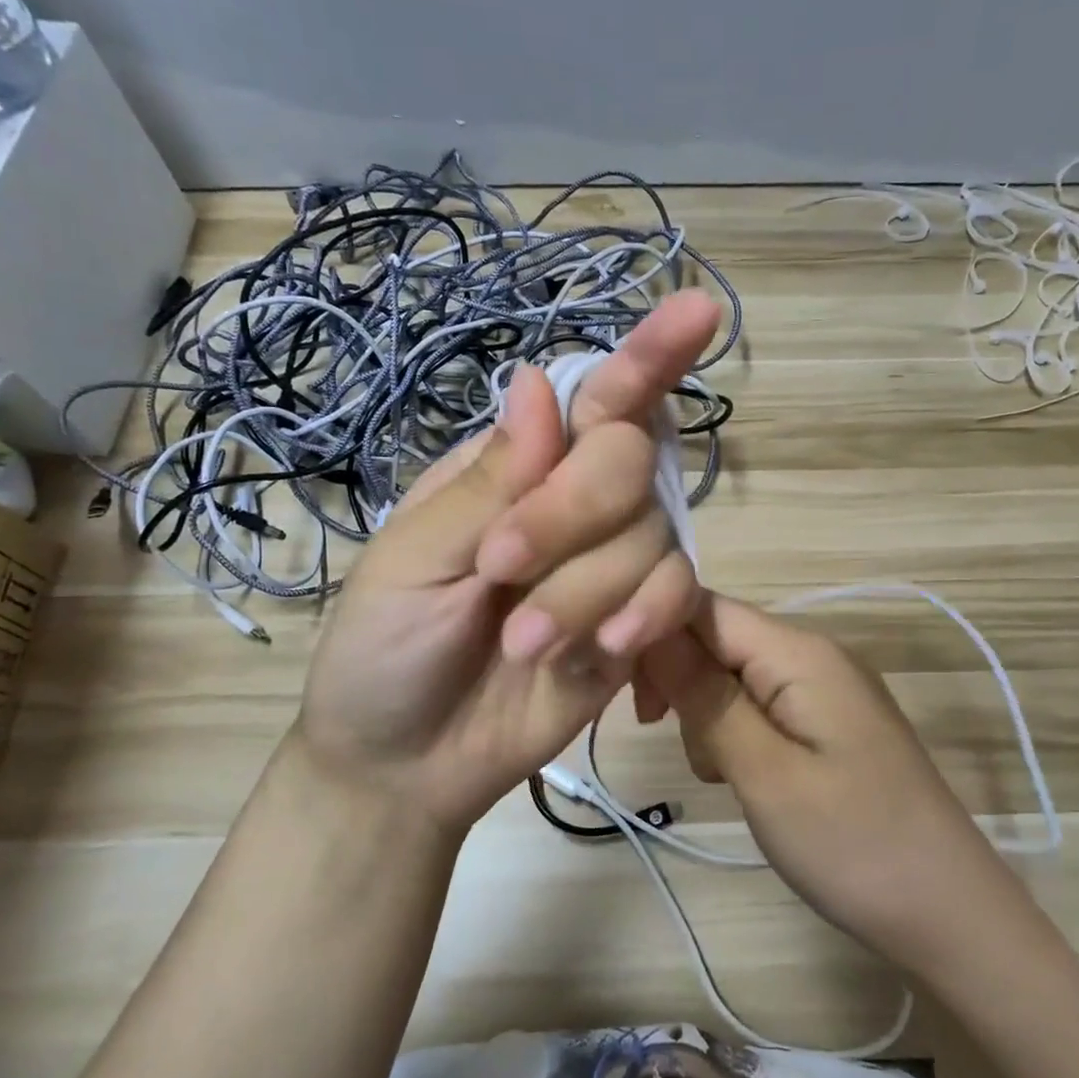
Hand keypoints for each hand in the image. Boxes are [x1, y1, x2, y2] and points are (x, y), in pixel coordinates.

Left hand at [289, 291, 718, 835]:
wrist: (406, 765)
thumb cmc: (382, 653)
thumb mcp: (410, 563)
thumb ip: (486, 484)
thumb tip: (538, 382)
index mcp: (510, 472)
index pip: (589, 401)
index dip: (644, 357)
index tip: (696, 312)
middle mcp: (572, 507)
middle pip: (627, 459)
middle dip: (573, 512)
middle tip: (501, 568)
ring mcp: (609, 567)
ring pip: (652, 535)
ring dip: (588, 588)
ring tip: (523, 645)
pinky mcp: (636, 626)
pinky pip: (676, 595)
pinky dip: (649, 614)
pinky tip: (606, 649)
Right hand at [638, 592, 996, 978]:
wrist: (949, 915)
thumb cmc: (852, 843)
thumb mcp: (764, 771)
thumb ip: (705, 696)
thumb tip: (651, 631)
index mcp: (799, 651)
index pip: (704, 606)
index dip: (653, 632)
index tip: (619, 687)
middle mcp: (813, 655)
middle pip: (717, 639)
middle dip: (680, 680)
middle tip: (664, 736)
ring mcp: (825, 690)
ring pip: (734, 676)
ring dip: (706, 715)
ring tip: (719, 774)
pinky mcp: (828, 724)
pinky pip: (761, 707)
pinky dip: (736, 735)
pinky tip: (741, 778)